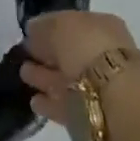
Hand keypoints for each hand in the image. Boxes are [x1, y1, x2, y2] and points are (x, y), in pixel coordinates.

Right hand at [19, 11, 136, 124]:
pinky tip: (34, 102)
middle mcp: (105, 55)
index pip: (72, 24)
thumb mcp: (60, 25)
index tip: (28, 34)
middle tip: (23, 55)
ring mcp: (100, 87)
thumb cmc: (88, 50)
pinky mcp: (92, 116)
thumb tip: (33, 31)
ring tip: (24, 75)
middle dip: (47, 54)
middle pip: (70, 53)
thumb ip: (44, 27)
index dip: (50, 27)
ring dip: (46, 77)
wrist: (116, 102)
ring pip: (67, 79)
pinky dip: (50, 103)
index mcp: (103, 26)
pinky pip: (67, 105)